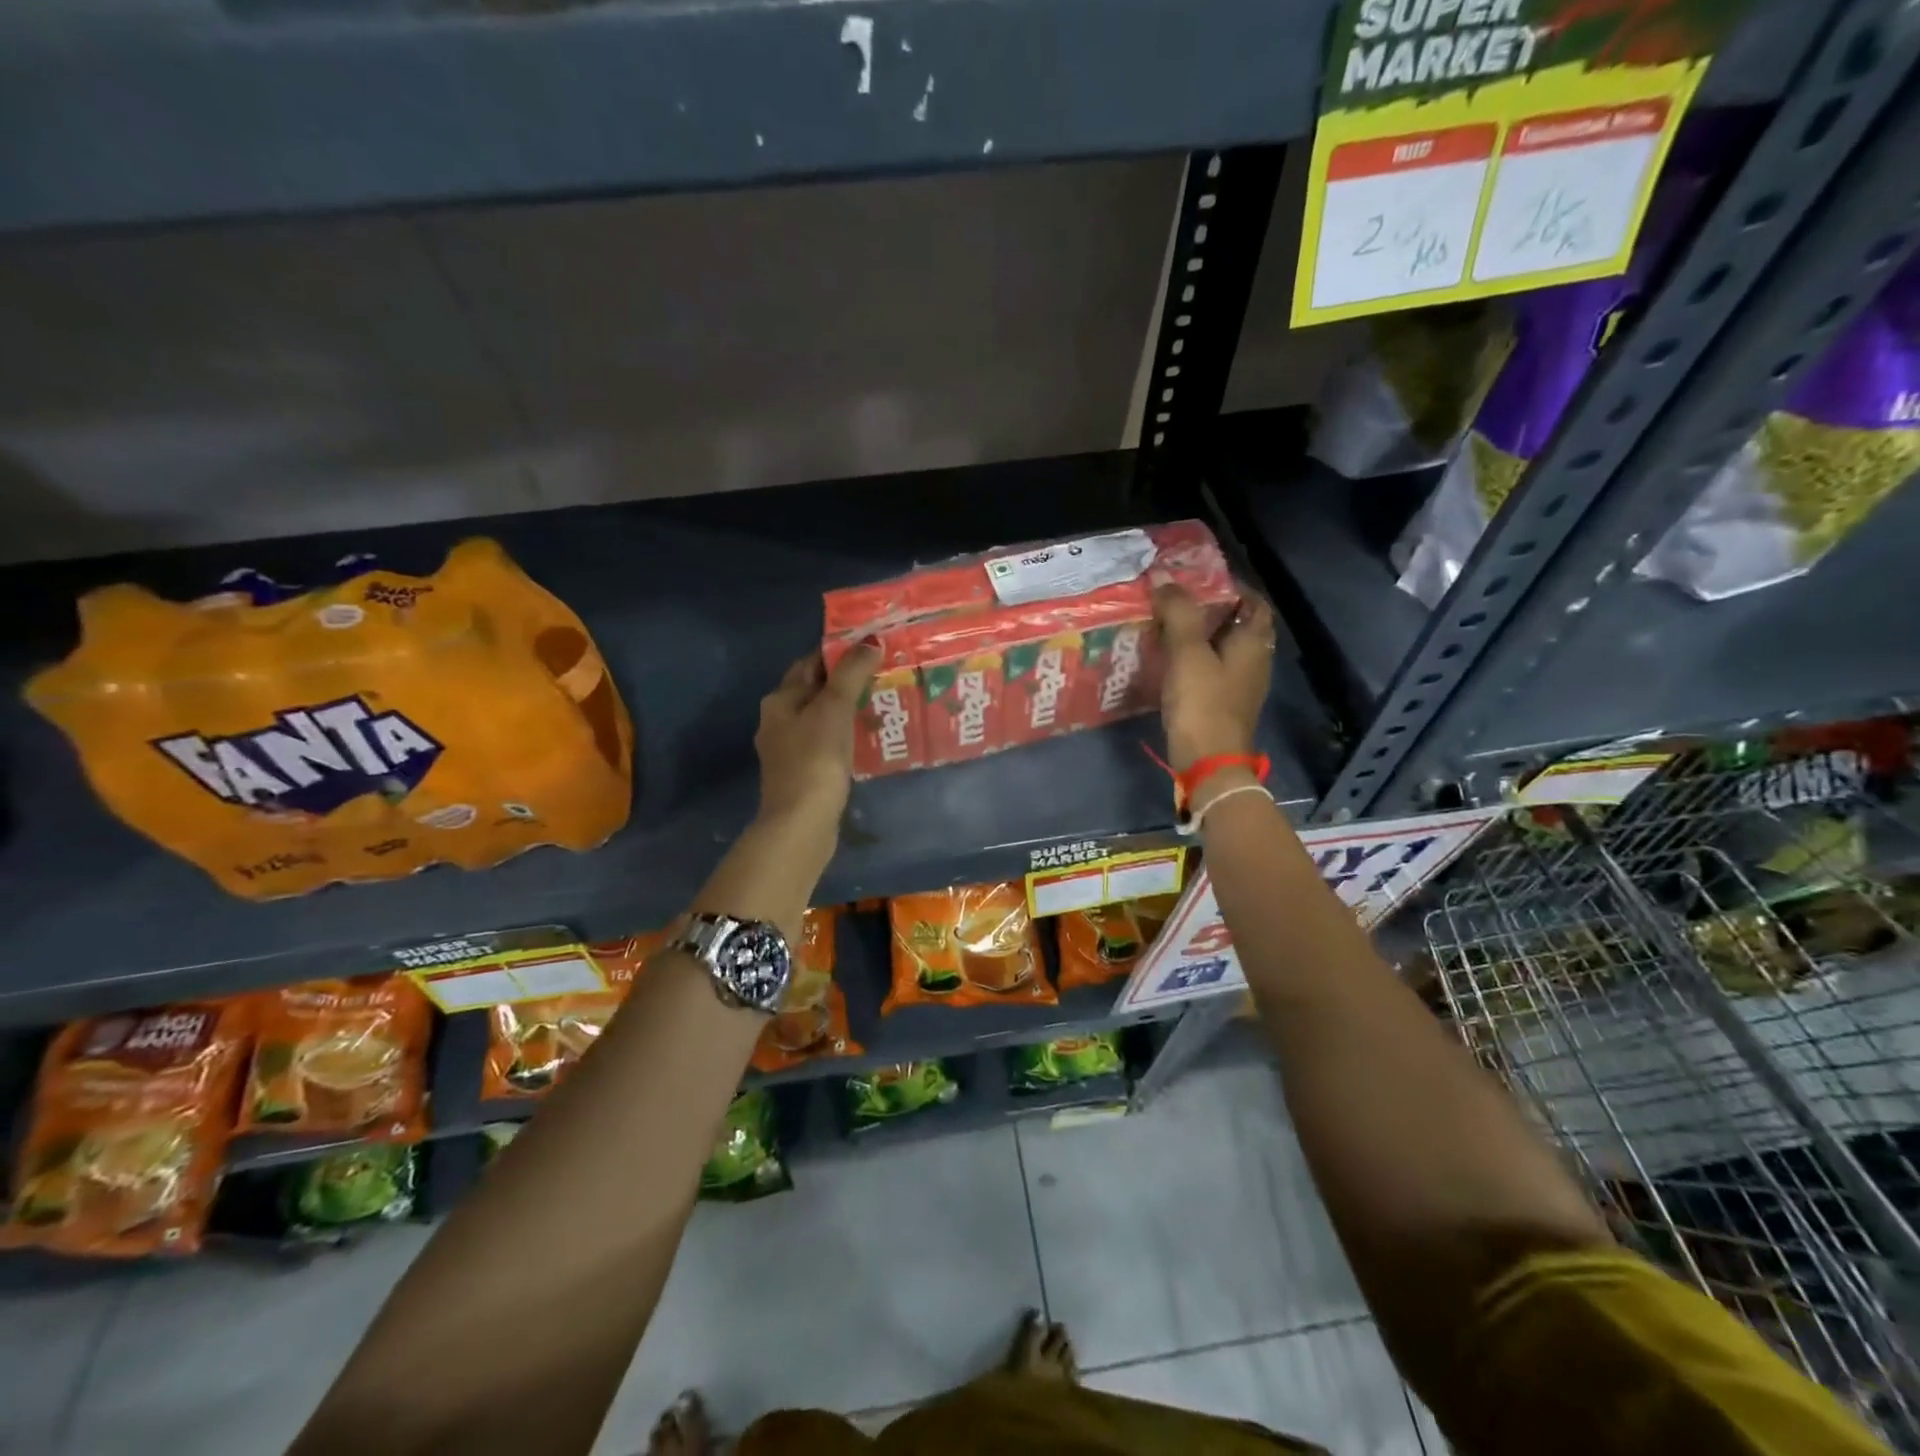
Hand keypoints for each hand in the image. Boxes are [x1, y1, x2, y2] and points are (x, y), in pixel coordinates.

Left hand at [753, 643, 879, 840]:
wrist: (800, 823)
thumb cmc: (815, 759)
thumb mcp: (834, 709)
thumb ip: (851, 673)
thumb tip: (871, 642)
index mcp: (779, 701)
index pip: (809, 664)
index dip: (838, 653)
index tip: (871, 648)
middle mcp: (778, 721)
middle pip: (815, 691)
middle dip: (846, 681)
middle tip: (883, 674)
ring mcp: (789, 750)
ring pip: (821, 719)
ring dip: (847, 710)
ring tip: (882, 703)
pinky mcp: (803, 774)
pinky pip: (826, 743)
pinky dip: (845, 736)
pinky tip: (867, 739)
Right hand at [1152, 583, 1274, 772]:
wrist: (1208, 762)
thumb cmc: (1203, 703)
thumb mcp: (1188, 653)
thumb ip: (1178, 612)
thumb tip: (1163, 578)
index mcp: (1253, 642)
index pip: (1254, 602)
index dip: (1232, 586)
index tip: (1200, 580)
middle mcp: (1255, 661)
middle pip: (1239, 624)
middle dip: (1211, 610)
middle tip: (1177, 601)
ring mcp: (1242, 685)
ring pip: (1224, 649)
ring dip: (1200, 636)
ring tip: (1168, 627)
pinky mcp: (1225, 704)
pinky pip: (1213, 670)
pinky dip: (1196, 659)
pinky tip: (1170, 661)